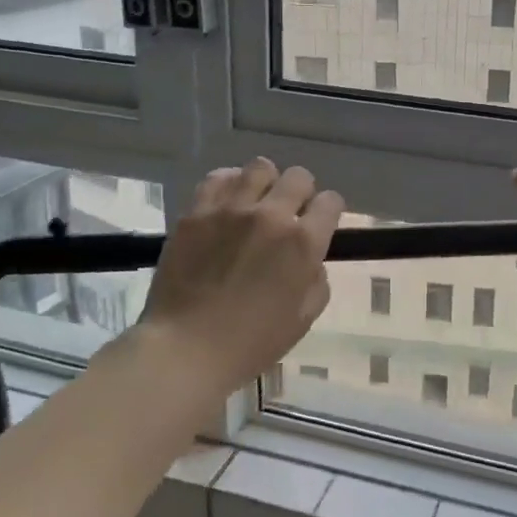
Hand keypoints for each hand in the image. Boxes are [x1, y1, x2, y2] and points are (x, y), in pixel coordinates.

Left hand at [140, 159, 344, 388]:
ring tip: (256, 203)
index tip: (319, 224)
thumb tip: (311, 260)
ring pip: (260, 167)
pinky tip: (227, 203)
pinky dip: (229, 184)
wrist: (186, 348)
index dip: (328, 212)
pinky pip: (218, 178)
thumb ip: (317, 281)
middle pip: (298, 177)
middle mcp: (271, 215)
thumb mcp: (303, 319)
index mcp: (303, 242)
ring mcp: (231, 209)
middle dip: (301, 193)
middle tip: (289, 214)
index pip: (331, 202)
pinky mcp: (197, 212)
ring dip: (266, 183)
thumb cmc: (251, 342)